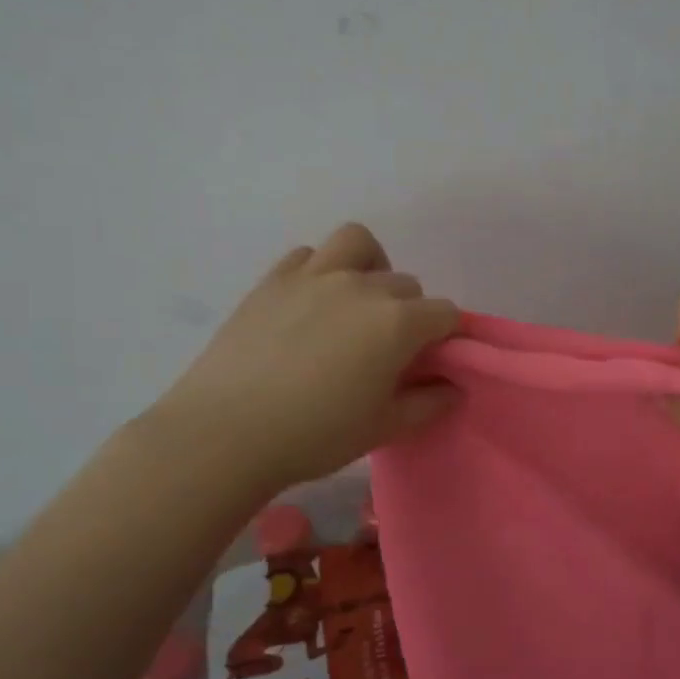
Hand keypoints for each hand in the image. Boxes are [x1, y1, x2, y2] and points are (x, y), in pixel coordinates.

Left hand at [153, 223, 460, 493]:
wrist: (225, 433)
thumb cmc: (316, 435)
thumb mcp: (384, 428)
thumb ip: (429, 403)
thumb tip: (454, 388)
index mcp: (397, 323)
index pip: (444, 313)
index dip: (446, 337)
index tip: (431, 362)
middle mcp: (362, 287)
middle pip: (406, 284)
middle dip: (409, 312)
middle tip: (388, 350)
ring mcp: (314, 276)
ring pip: (358, 244)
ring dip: (370, 266)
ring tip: (357, 302)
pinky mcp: (273, 280)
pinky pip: (309, 255)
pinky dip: (321, 270)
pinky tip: (312, 303)